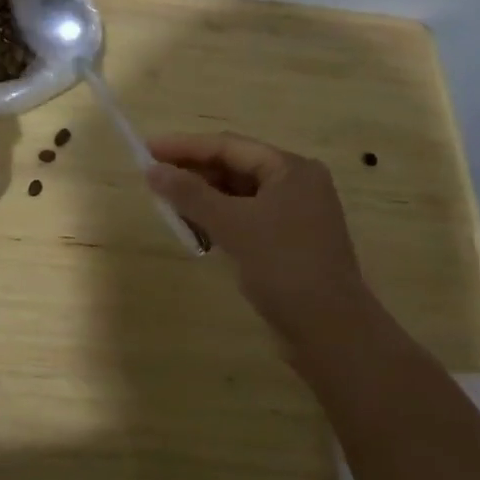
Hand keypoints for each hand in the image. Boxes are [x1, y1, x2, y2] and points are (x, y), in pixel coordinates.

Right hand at [146, 132, 365, 344]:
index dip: (185, 146)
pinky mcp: (290, 241)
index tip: (148, 148)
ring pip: (239, 193)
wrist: (332, 333)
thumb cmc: (284, 267)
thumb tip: (153, 171)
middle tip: (154, 177)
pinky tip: (195, 228)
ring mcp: (295, 213)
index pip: (229, 146)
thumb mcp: (232, 225)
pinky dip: (220, 218)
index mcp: (290, 168)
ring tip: (168, 203)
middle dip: (193, 172)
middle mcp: (296, 183)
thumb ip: (190, 194)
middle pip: (234, 166)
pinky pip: (247, 216)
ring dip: (204, 197)